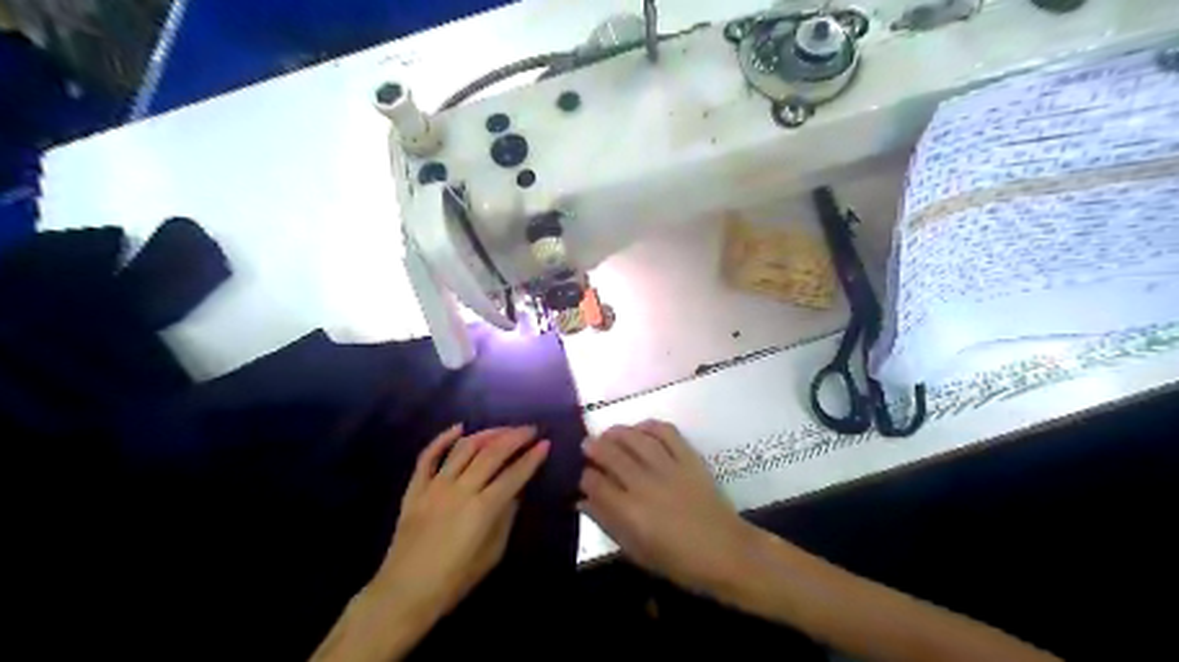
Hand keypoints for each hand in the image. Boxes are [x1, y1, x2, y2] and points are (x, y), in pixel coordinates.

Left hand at [370, 427, 551, 621]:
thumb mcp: (492, 554)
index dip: (532, 458)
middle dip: (514, 437)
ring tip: (503, 429)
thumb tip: (515, 491)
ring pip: (464, 448)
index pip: (514, 474)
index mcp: (483, 509)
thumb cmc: (454, 580)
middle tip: (529, 429)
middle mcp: (461, 490)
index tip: (545, 444)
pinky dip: (443, 439)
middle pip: (492, 453)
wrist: (404, 593)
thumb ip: (506, 518)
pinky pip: (428, 457)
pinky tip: (459, 428)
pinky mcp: (415, 489)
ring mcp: (435, 486)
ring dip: (487, 434)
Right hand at [579, 423, 754, 596]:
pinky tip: (640, 429)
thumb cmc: (679, 561)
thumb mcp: (636, 551)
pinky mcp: (689, 458)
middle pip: (611, 454)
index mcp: (630, 512)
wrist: (726, 552)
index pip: (595, 483)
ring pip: (636, 438)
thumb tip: (582, 502)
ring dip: (617, 432)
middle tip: (587, 444)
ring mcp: (669, 467)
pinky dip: (650, 426)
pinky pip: (667, 433)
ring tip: (608, 433)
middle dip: (594, 447)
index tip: (583, 477)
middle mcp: (645, 484)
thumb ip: (607, 523)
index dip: (585, 477)